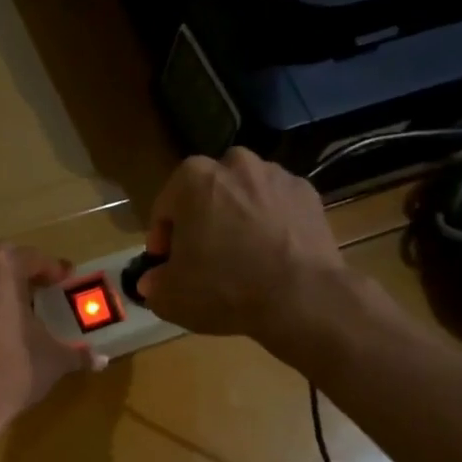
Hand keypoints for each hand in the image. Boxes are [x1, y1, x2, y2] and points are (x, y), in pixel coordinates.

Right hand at [134, 149, 347, 357]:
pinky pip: (277, 207)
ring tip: (241, 256)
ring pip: (244, 196)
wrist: (302, 298)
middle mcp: (235, 163)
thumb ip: (154, 283)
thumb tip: (152, 280)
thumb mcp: (171, 296)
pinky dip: (271, 223)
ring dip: (237, 218)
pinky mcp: (309, 194)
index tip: (167, 263)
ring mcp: (277, 176)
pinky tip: (271, 255)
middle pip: (206, 194)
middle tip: (203, 257)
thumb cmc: (224, 287)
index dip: (162, 239)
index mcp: (193, 178)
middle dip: (202, 220)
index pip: (165, 208)